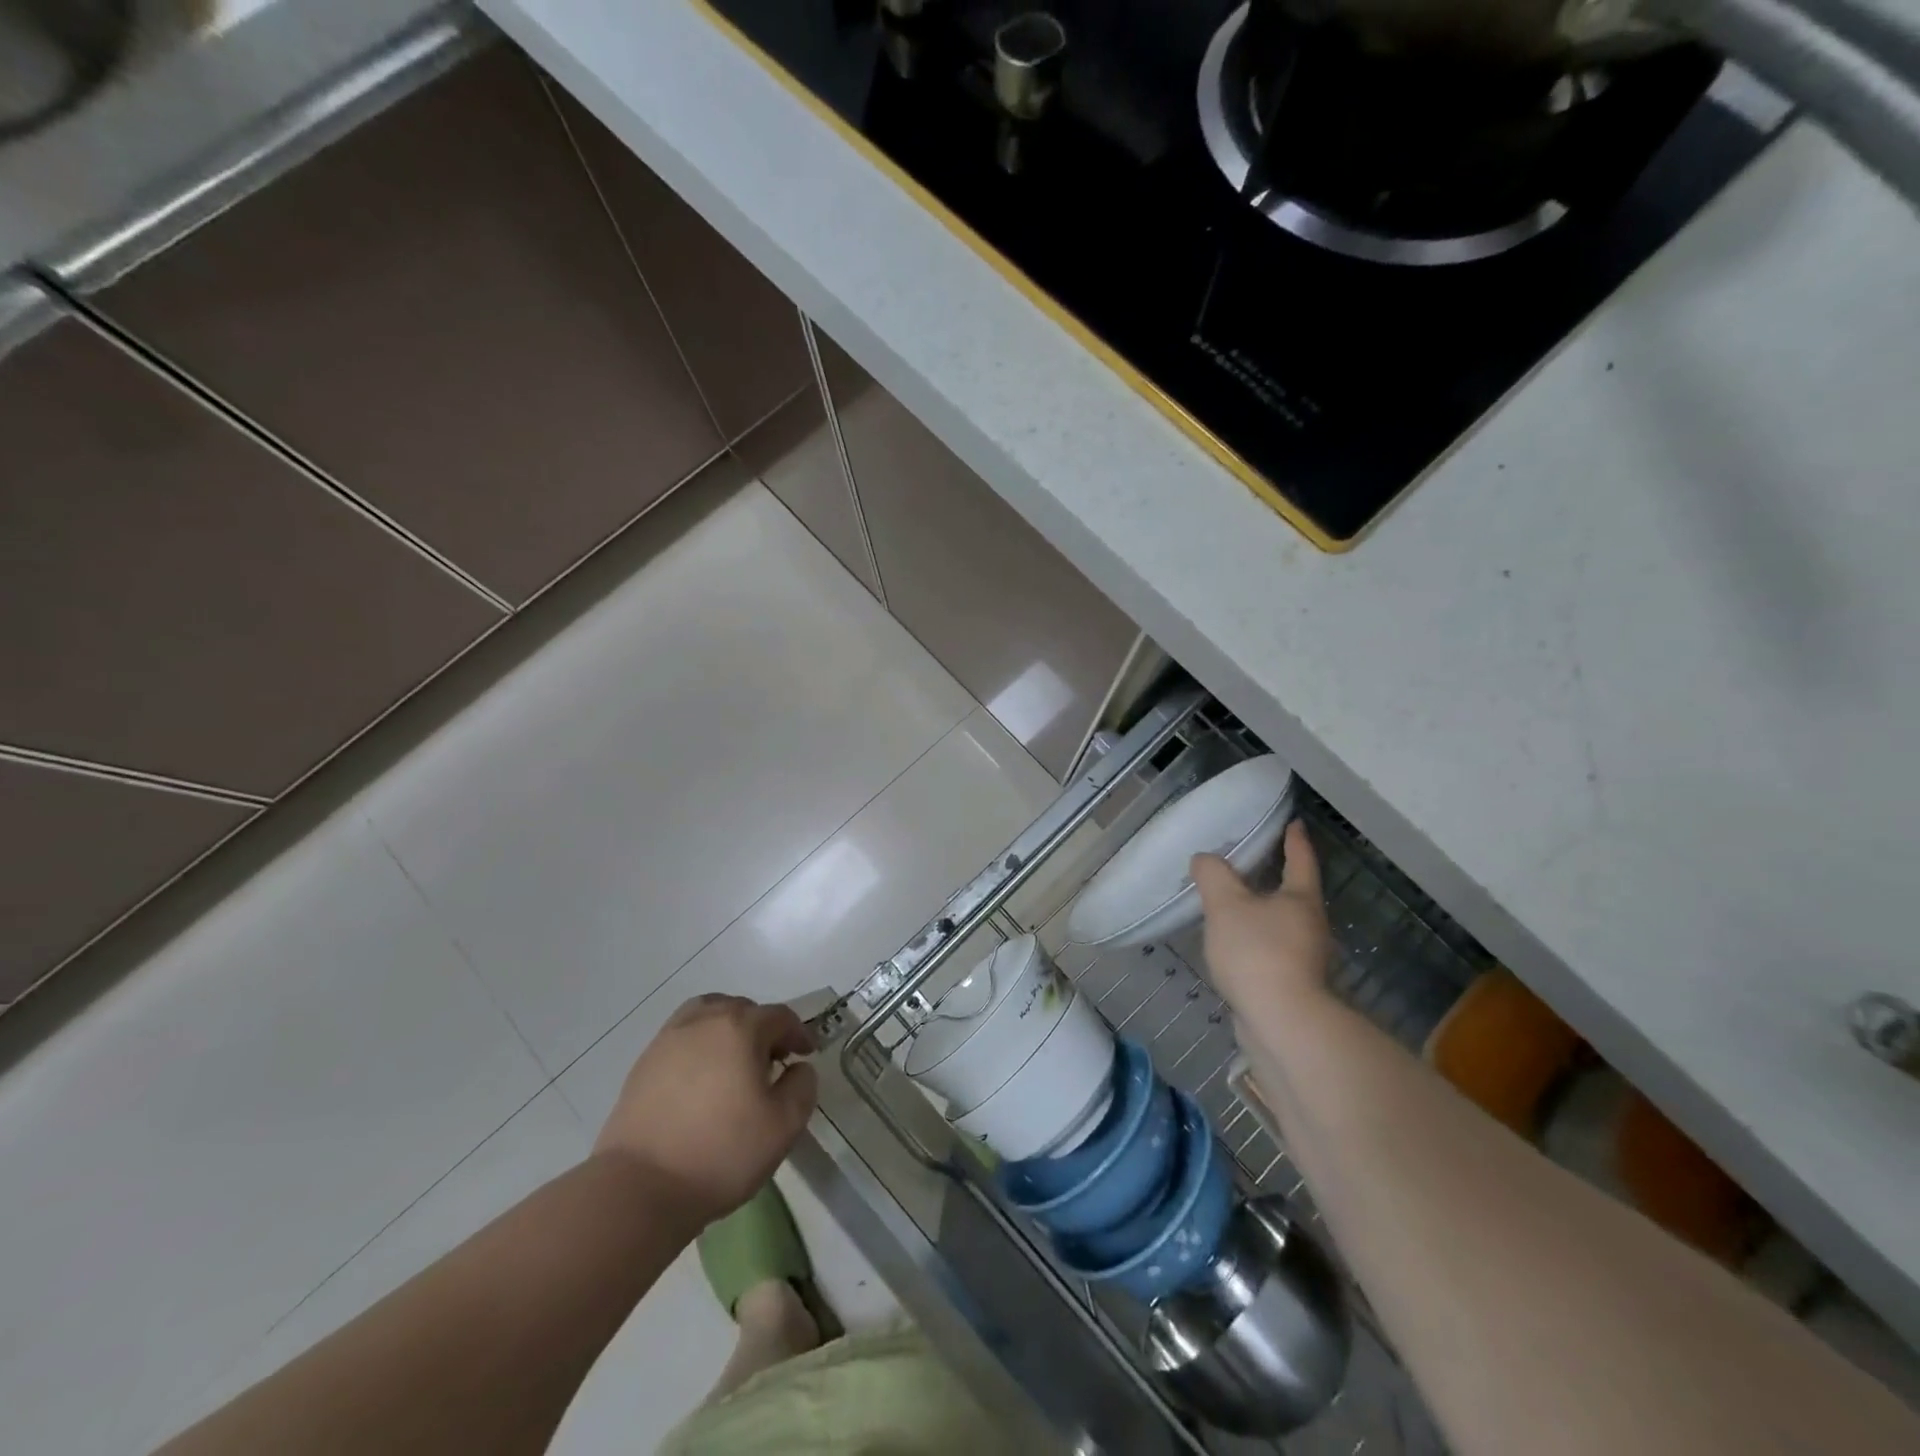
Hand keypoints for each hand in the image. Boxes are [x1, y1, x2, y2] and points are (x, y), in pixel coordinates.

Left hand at [595, 995, 817, 1225]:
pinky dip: (700, 1046)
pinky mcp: (644, 1063)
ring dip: (728, 1029)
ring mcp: (668, 1039)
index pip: (779, 1017)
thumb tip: (798, 1068)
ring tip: (734, 1062)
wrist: (639, 1188)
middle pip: (742, 1009)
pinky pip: (682, 1038)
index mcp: (740, 1028)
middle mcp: (704, 1021)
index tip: (806, 1055)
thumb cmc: (721, 1153)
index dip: (798, 1033)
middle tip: (772, 1062)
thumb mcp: (784, 1125)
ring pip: (708, 1015)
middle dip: (763, 1029)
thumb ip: (802, 1086)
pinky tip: (702, 1080)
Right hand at [1191, 819, 1334, 1039]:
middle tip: (1254, 862)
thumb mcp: (1226, 905)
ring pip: (1283, 923)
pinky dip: (1256, 940)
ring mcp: (1305, 958)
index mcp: (1301, 899)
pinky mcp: (1293, 984)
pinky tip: (1235, 945)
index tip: (1294, 822)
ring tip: (1236, 905)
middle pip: (1295, 894)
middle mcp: (1310, 925)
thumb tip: (1205, 858)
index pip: (1300, 860)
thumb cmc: (1257, 952)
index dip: (1295, 840)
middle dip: (1277, 877)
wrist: (1280, 1022)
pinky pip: (1272, 949)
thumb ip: (1213, 876)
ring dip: (1264, 912)